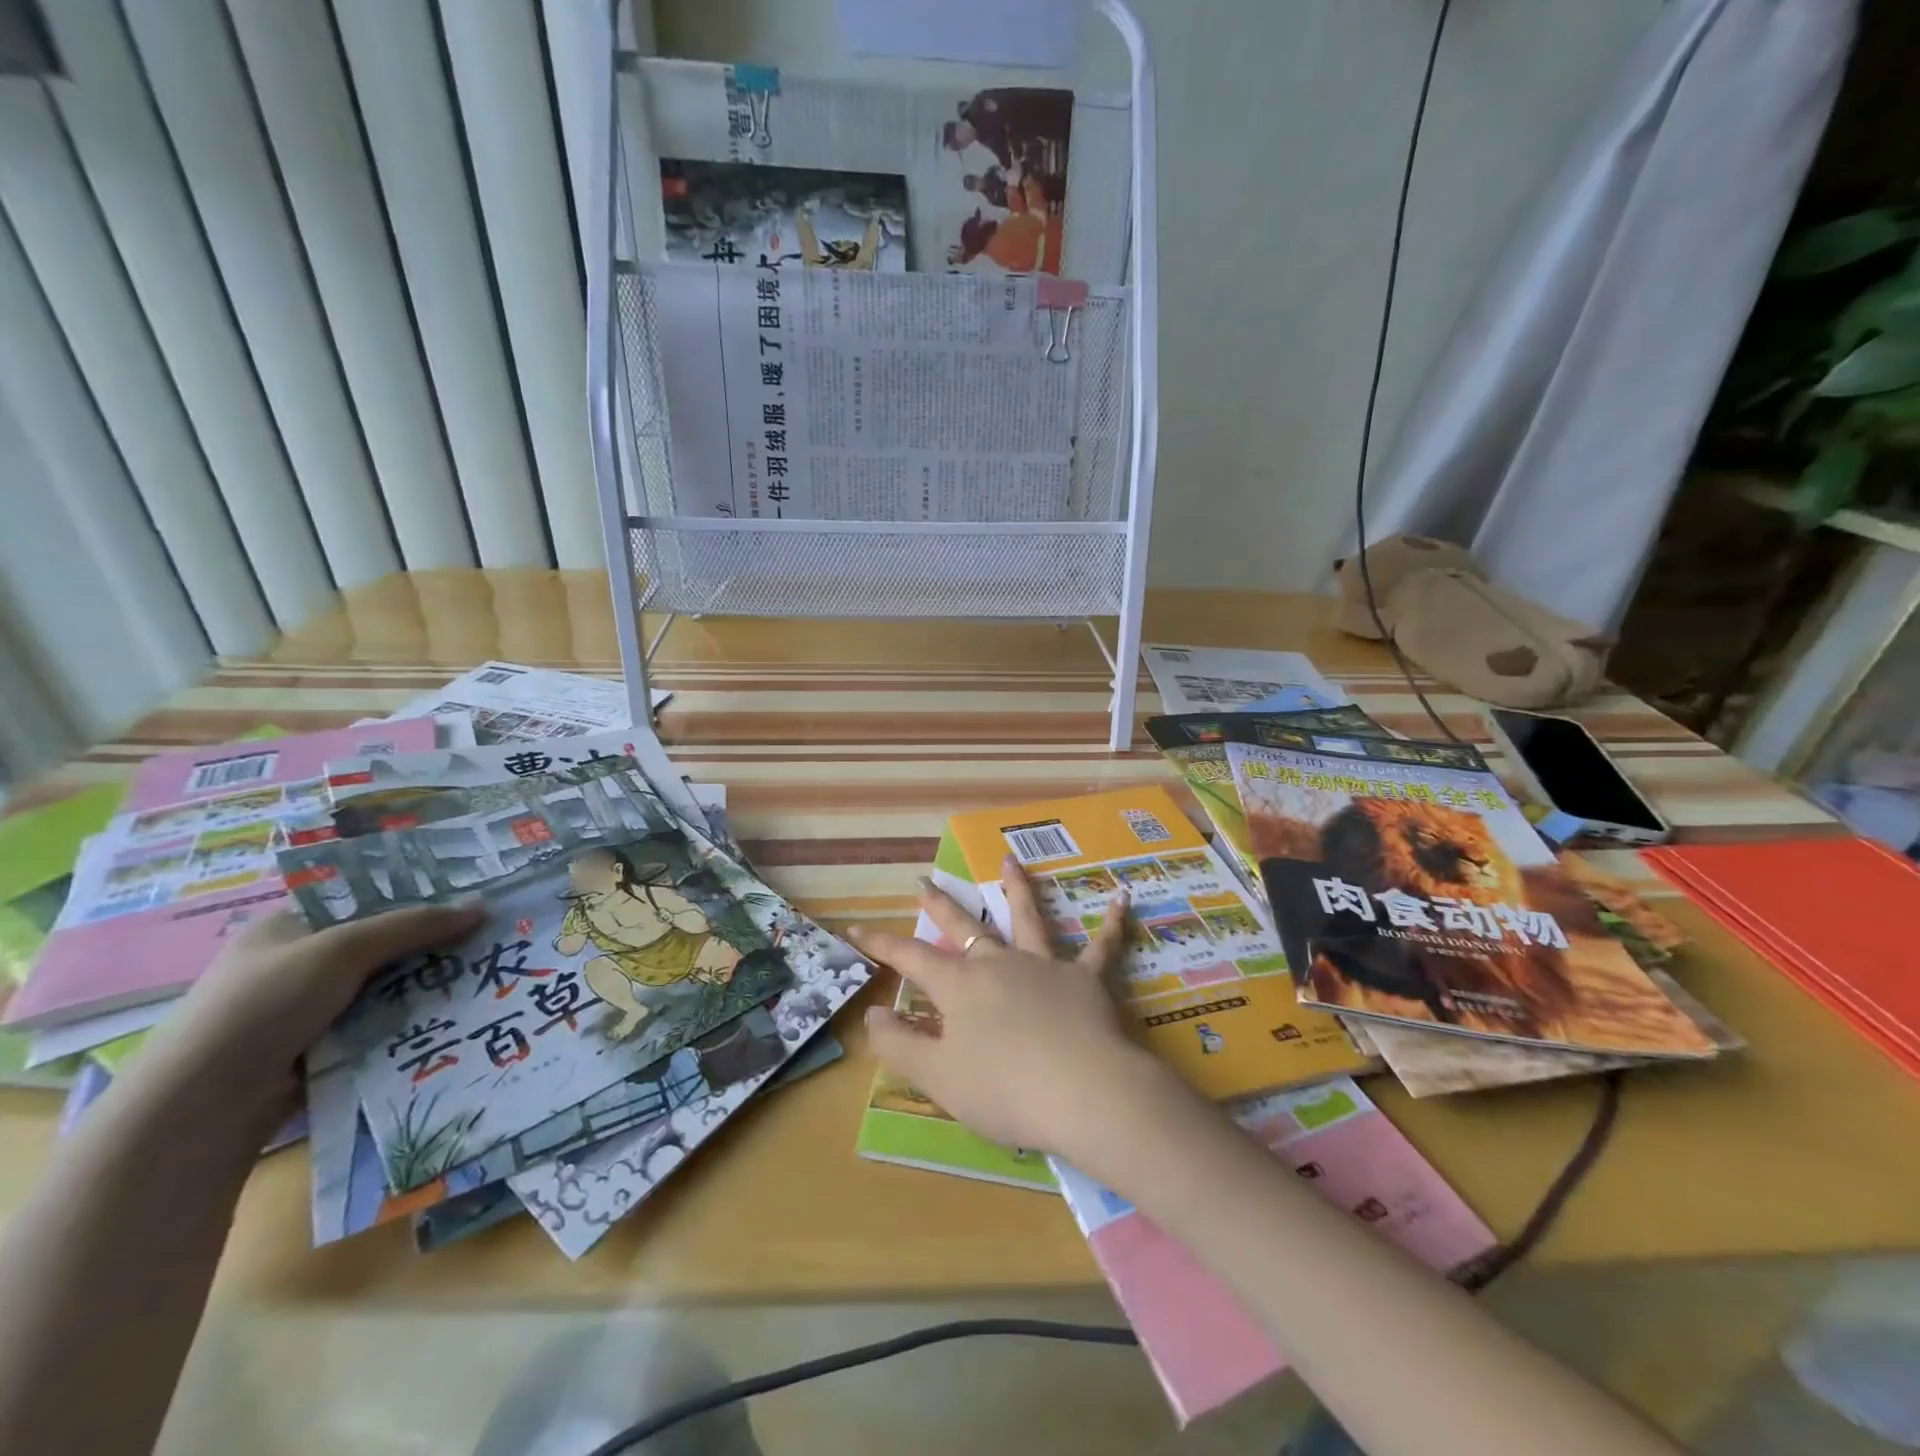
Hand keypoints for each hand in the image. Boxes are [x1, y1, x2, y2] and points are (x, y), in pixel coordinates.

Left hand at [149, 901, 483, 1111]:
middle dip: (432, 942)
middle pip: (382, 943)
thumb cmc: (264, 1004)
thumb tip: (483, 907)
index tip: (470, 897)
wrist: (205, 1105)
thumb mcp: (343, 949)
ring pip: (387, 984)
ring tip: (487, 972)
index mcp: (289, 926)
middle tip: (491, 934)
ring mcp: (309, 1008)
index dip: (417, 895)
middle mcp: (299, 962)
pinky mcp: (324, 1046)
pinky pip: (382, 1021)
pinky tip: (456, 1012)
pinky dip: (412, 1018)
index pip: (365, 899)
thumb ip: (414, 925)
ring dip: (428, 982)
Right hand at [850, 859, 1172, 1160]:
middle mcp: (1000, 963)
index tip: (854, 928)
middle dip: (941, 905)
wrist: (1085, 1093)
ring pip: (1028, 918)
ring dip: (1018, 888)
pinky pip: (1100, 947)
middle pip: (964, 926)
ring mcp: (1044, 966)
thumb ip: (900, 1044)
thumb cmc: (1004, 1090)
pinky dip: (1112, 924)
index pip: (911, 958)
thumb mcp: (938, 1077)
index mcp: (961, 986)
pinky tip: (1123, 900)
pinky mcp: (1086, 979)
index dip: (881, 944)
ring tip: (1011, 860)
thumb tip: (873, 1012)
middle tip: (925, 880)